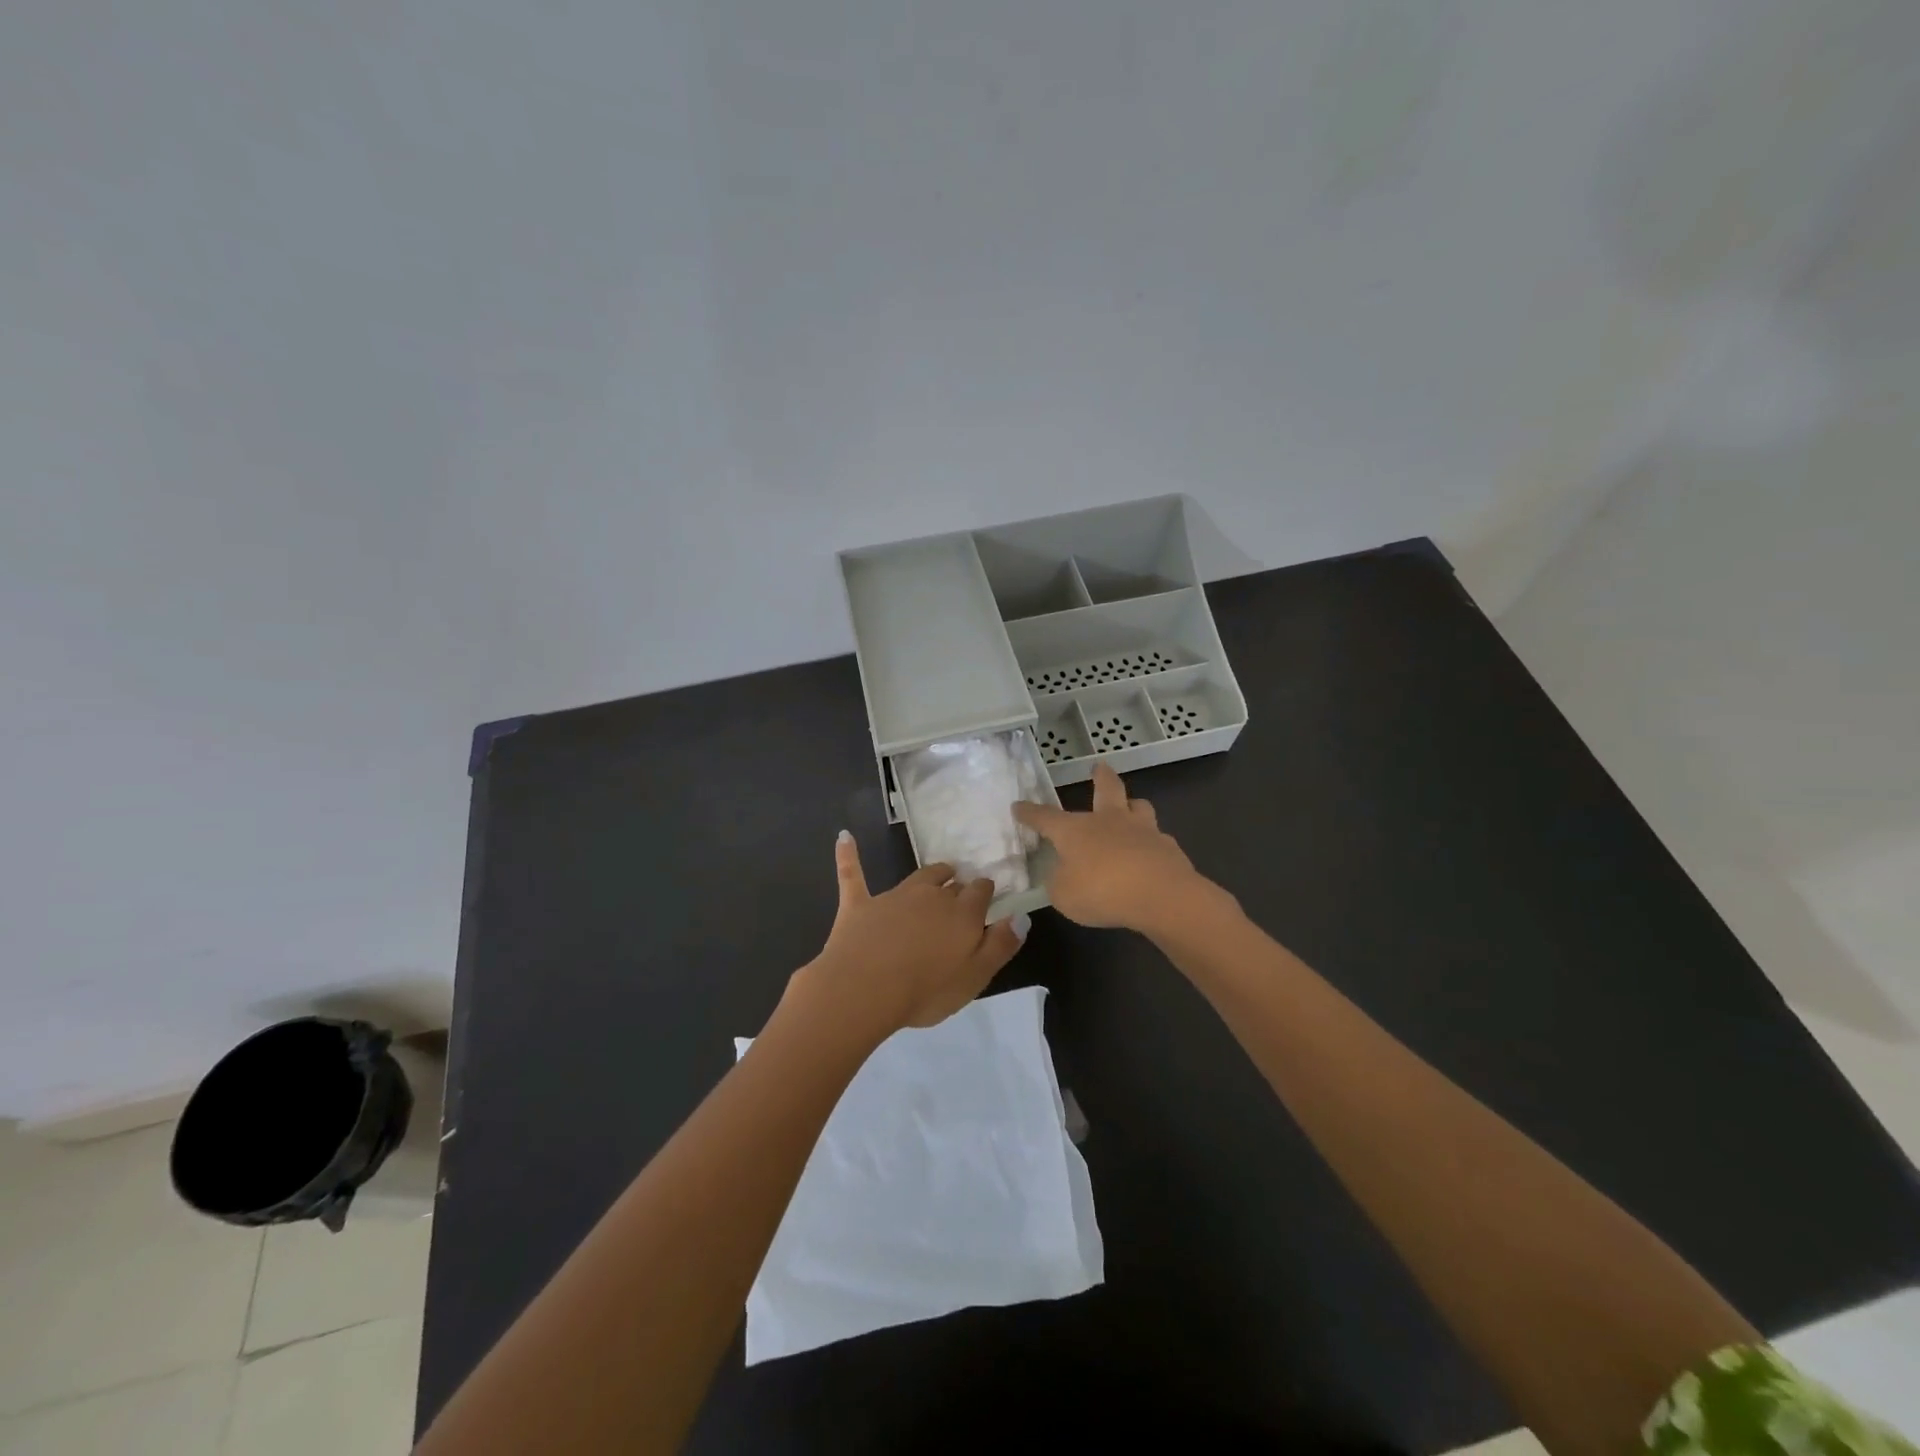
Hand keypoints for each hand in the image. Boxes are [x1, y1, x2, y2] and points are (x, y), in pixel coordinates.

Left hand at [792, 832, 1025, 1038]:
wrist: (864, 989)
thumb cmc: (926, 990)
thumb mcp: (975, 977)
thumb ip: (1001, 945)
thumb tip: (1021, 916)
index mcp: (962, 914)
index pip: (980, 892)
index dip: (985, 892)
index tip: (987, 895)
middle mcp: (931, 896)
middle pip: (951, 884)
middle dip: (959, 886)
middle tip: (962, 892)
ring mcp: (893, 897)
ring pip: (918, 877)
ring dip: (931, 875)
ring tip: (940, 872)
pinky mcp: (859, 904)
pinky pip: (853, 874)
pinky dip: (848, 855)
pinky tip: (844, 837)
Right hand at [1012, 762, 1210, 933]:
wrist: (1161, 895)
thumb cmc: (1102, 891)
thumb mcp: (1063, 895)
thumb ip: (1059, 882)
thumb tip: (1061, 873)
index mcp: (1076, 830)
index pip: (1045, 817)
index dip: (1029, 813)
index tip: (1018, 806)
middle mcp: (1108, 821)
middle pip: (1106, 789)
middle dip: (1101, 776)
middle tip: (1099, 767)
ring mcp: (1143, 830)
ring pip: (1139, 806)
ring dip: (1133, 805)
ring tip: (1131, 808)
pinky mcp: (1168, 847)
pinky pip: (1158, 838)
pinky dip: (1151, 843)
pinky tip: (1150, 855)